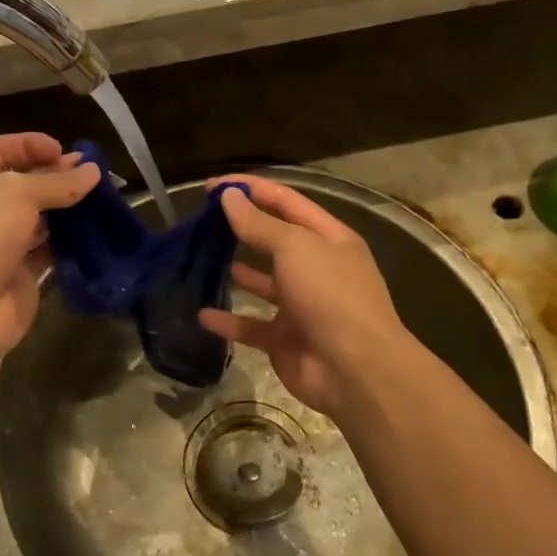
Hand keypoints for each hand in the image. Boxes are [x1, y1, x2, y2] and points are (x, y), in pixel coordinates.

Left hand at [0, 133, 99, 366]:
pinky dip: (70, 240)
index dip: (30, 145)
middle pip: (21, 183)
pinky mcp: (20, 274)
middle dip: (55, 175)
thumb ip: (55, 181)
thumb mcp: (14, 194)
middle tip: (91, 173)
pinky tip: (93, 229)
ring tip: (100, 198)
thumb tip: (93, 172)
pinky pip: (50, 249)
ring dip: (67, 207)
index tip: (64, 150)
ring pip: (38, 217)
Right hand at [199, 175, 410, 418]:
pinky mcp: (284, 339)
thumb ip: (259, 224)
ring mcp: (301, 306)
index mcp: (329, 239)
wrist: (355, 369)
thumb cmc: (330, 294)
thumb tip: (229, 196)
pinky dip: (228, 321)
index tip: (212, 186)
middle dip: (242, 228)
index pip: (286, 202)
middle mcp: (317, 269)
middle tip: (202, 221)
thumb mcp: (295, 247)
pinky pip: (250, 325)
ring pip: (262, 284)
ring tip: (201, 260)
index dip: (251, 189)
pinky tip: (201, 314)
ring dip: (236, 272)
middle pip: (274, 240)